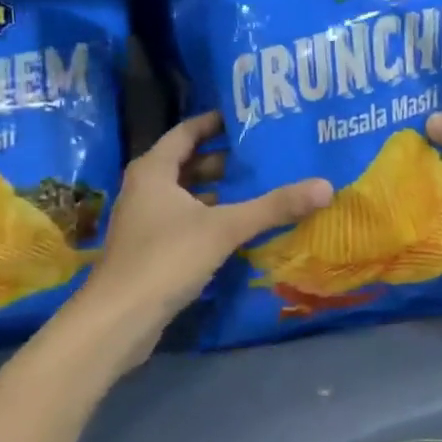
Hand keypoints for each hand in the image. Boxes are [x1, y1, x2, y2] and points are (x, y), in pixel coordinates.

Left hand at [83, 112, 331, 344]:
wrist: (116, 323)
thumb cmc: (166, 259)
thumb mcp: (225, 228)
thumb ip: (274, 206)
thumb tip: (326, 186)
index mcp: (154, 170)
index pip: (187, 131)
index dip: (215, 122)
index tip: (248, 118)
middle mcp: (145, 189)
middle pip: (187, 163)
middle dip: (223, 159)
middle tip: (263, 154)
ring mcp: (144, 222)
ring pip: (185, 194)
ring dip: (217, 190)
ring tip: (258, 186)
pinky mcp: (149, 251)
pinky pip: (184, 220)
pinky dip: (209, 217)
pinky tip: (238, 227)